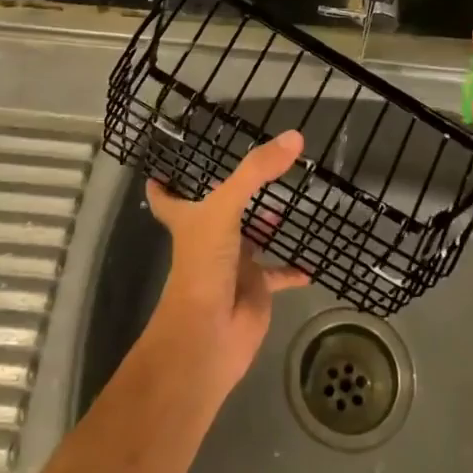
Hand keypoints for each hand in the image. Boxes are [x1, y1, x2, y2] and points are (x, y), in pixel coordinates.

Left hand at [144, 129, 310, 394]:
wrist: (208, 335)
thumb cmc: (204, 265)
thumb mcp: (226, 208)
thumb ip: (257, 172)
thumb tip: (295, 136)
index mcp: (190, 221)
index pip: (169, 199)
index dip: (163, 185)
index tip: (160, 169)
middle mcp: (210, 240)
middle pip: (220, 213)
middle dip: (236, 197)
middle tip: (259, 173)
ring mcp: (233, 265)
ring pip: (251, 240)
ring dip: (267, 226)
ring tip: (290, 204)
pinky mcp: (256, 290)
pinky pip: (278, 275)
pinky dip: (293, 268)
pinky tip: (312, 258)